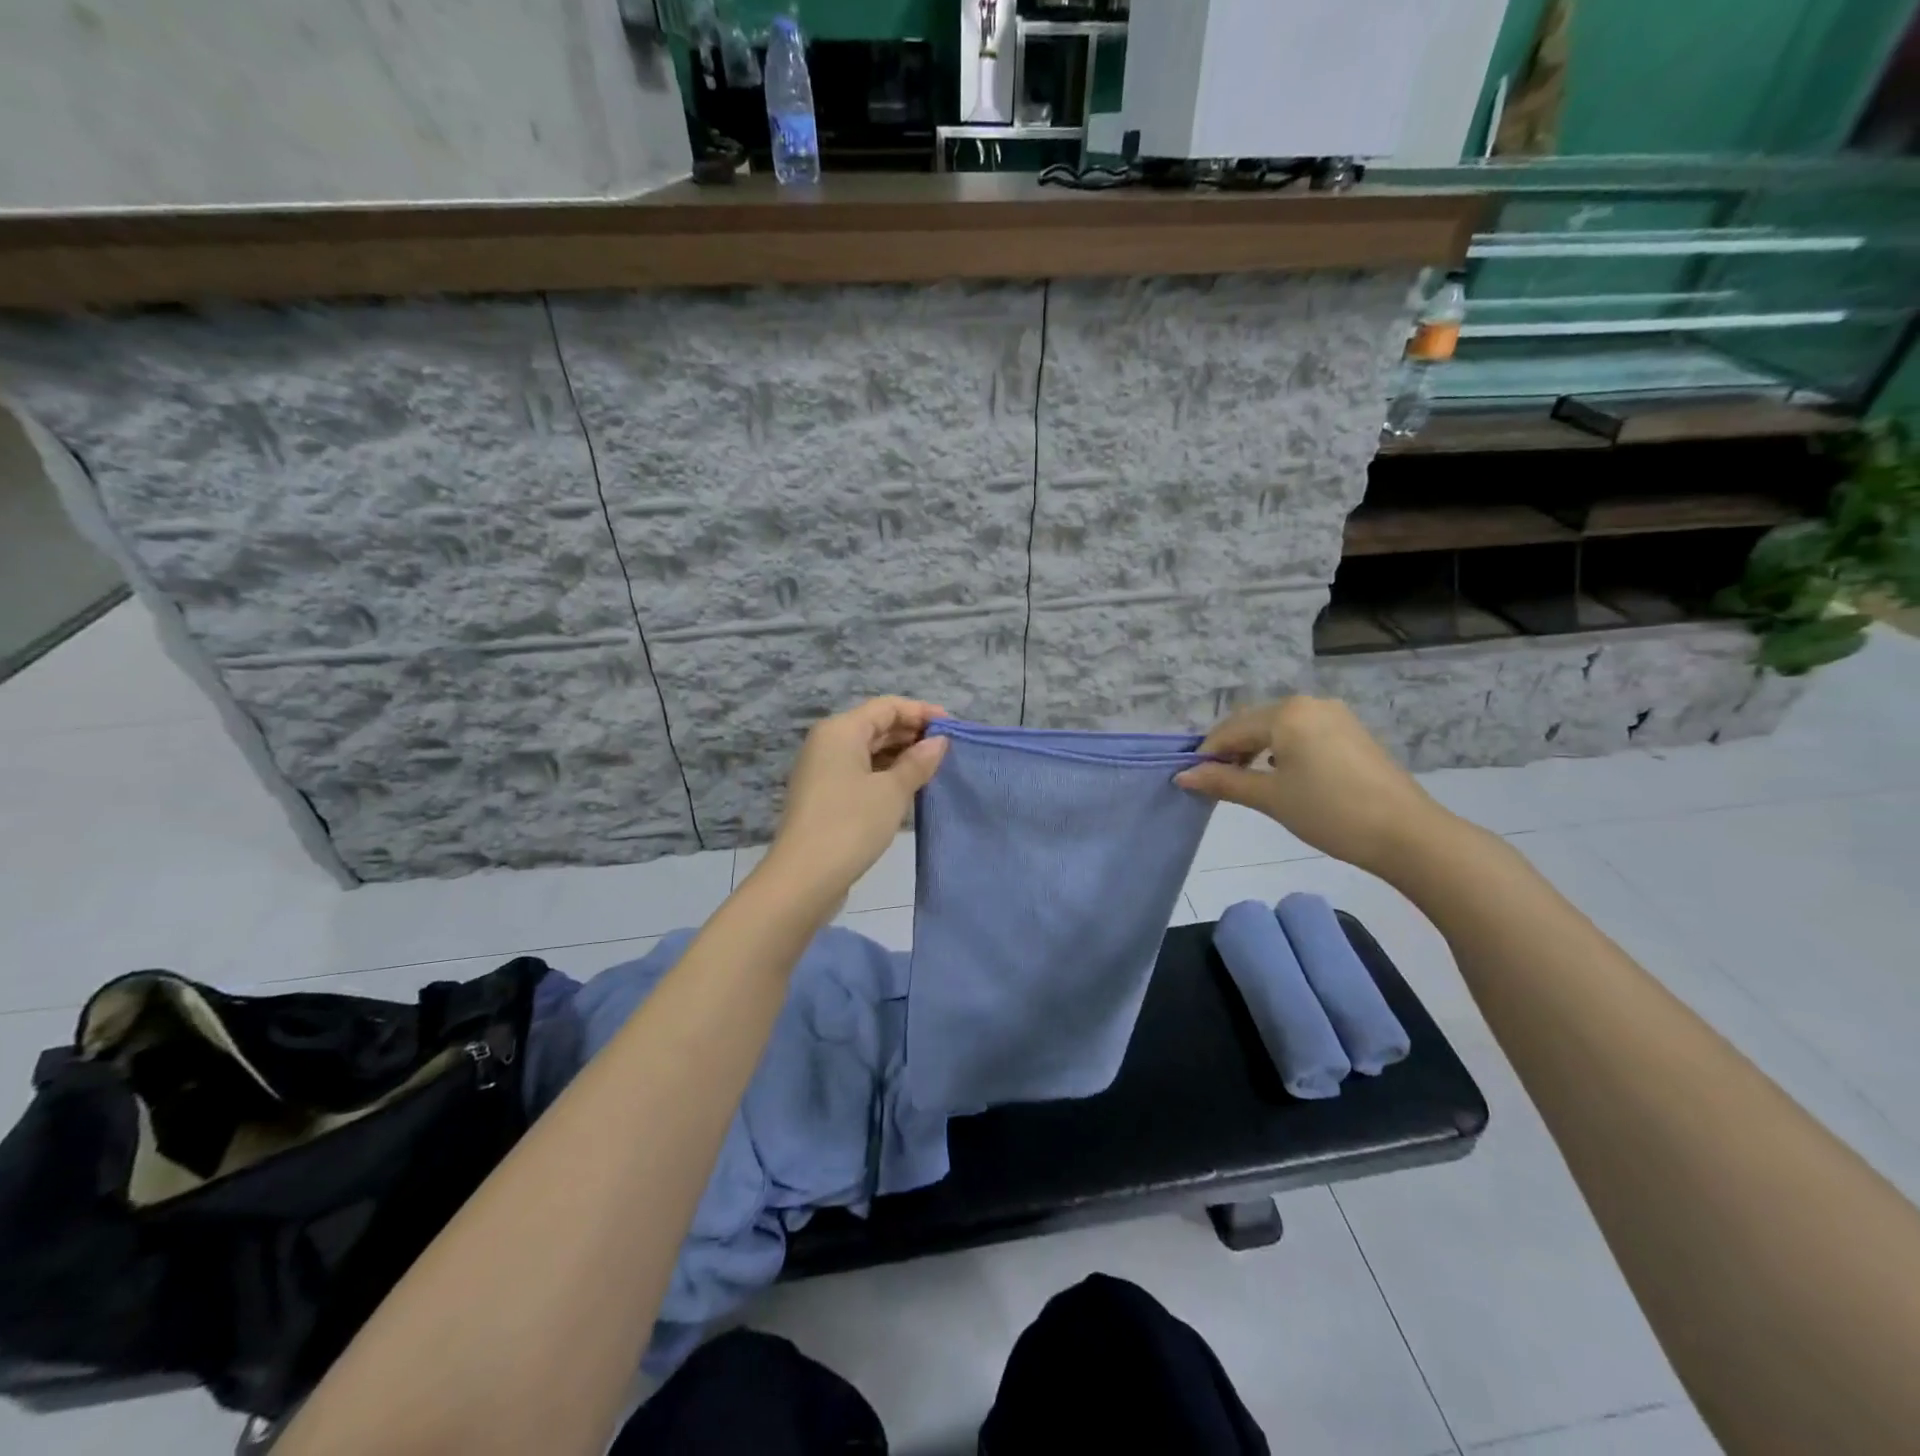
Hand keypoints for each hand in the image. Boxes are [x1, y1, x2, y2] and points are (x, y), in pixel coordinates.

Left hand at [762, 696, 949, 903]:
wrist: (804, 877)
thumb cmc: (851, 824)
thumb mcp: (892, 791)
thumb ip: (918, 762)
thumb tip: (938, 742)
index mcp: (841, 730)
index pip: (887, 707)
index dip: (921, 712)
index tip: (953, 727)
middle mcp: (828, 742)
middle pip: (876, 725)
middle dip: (912, 733)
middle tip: (948, 749)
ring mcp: (823, 770)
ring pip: (868, 750)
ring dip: (900, 755)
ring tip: (934, 768)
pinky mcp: (824, 795)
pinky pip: (860, 771)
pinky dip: (885, 773)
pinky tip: (909, 787)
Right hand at [1175, 696, 1461, 879]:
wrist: (1406, 833)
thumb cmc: (1329, 812)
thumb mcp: (1270, 798)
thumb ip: (1223, 781)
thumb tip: (1183, 776)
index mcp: (1286, 713)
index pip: (1231, 729)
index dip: (1207, 754)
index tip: (1192, 779)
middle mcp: (1309, 703)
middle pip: (1254, 723)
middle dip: (1231, 750)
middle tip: (1216, 783)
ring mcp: (1334, 716)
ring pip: (1279, 728)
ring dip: (1256, 750)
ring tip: (1247, 782)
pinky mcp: (1351, 732)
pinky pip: (1303, 733)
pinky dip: (1283, 750)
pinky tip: (1282, 776)